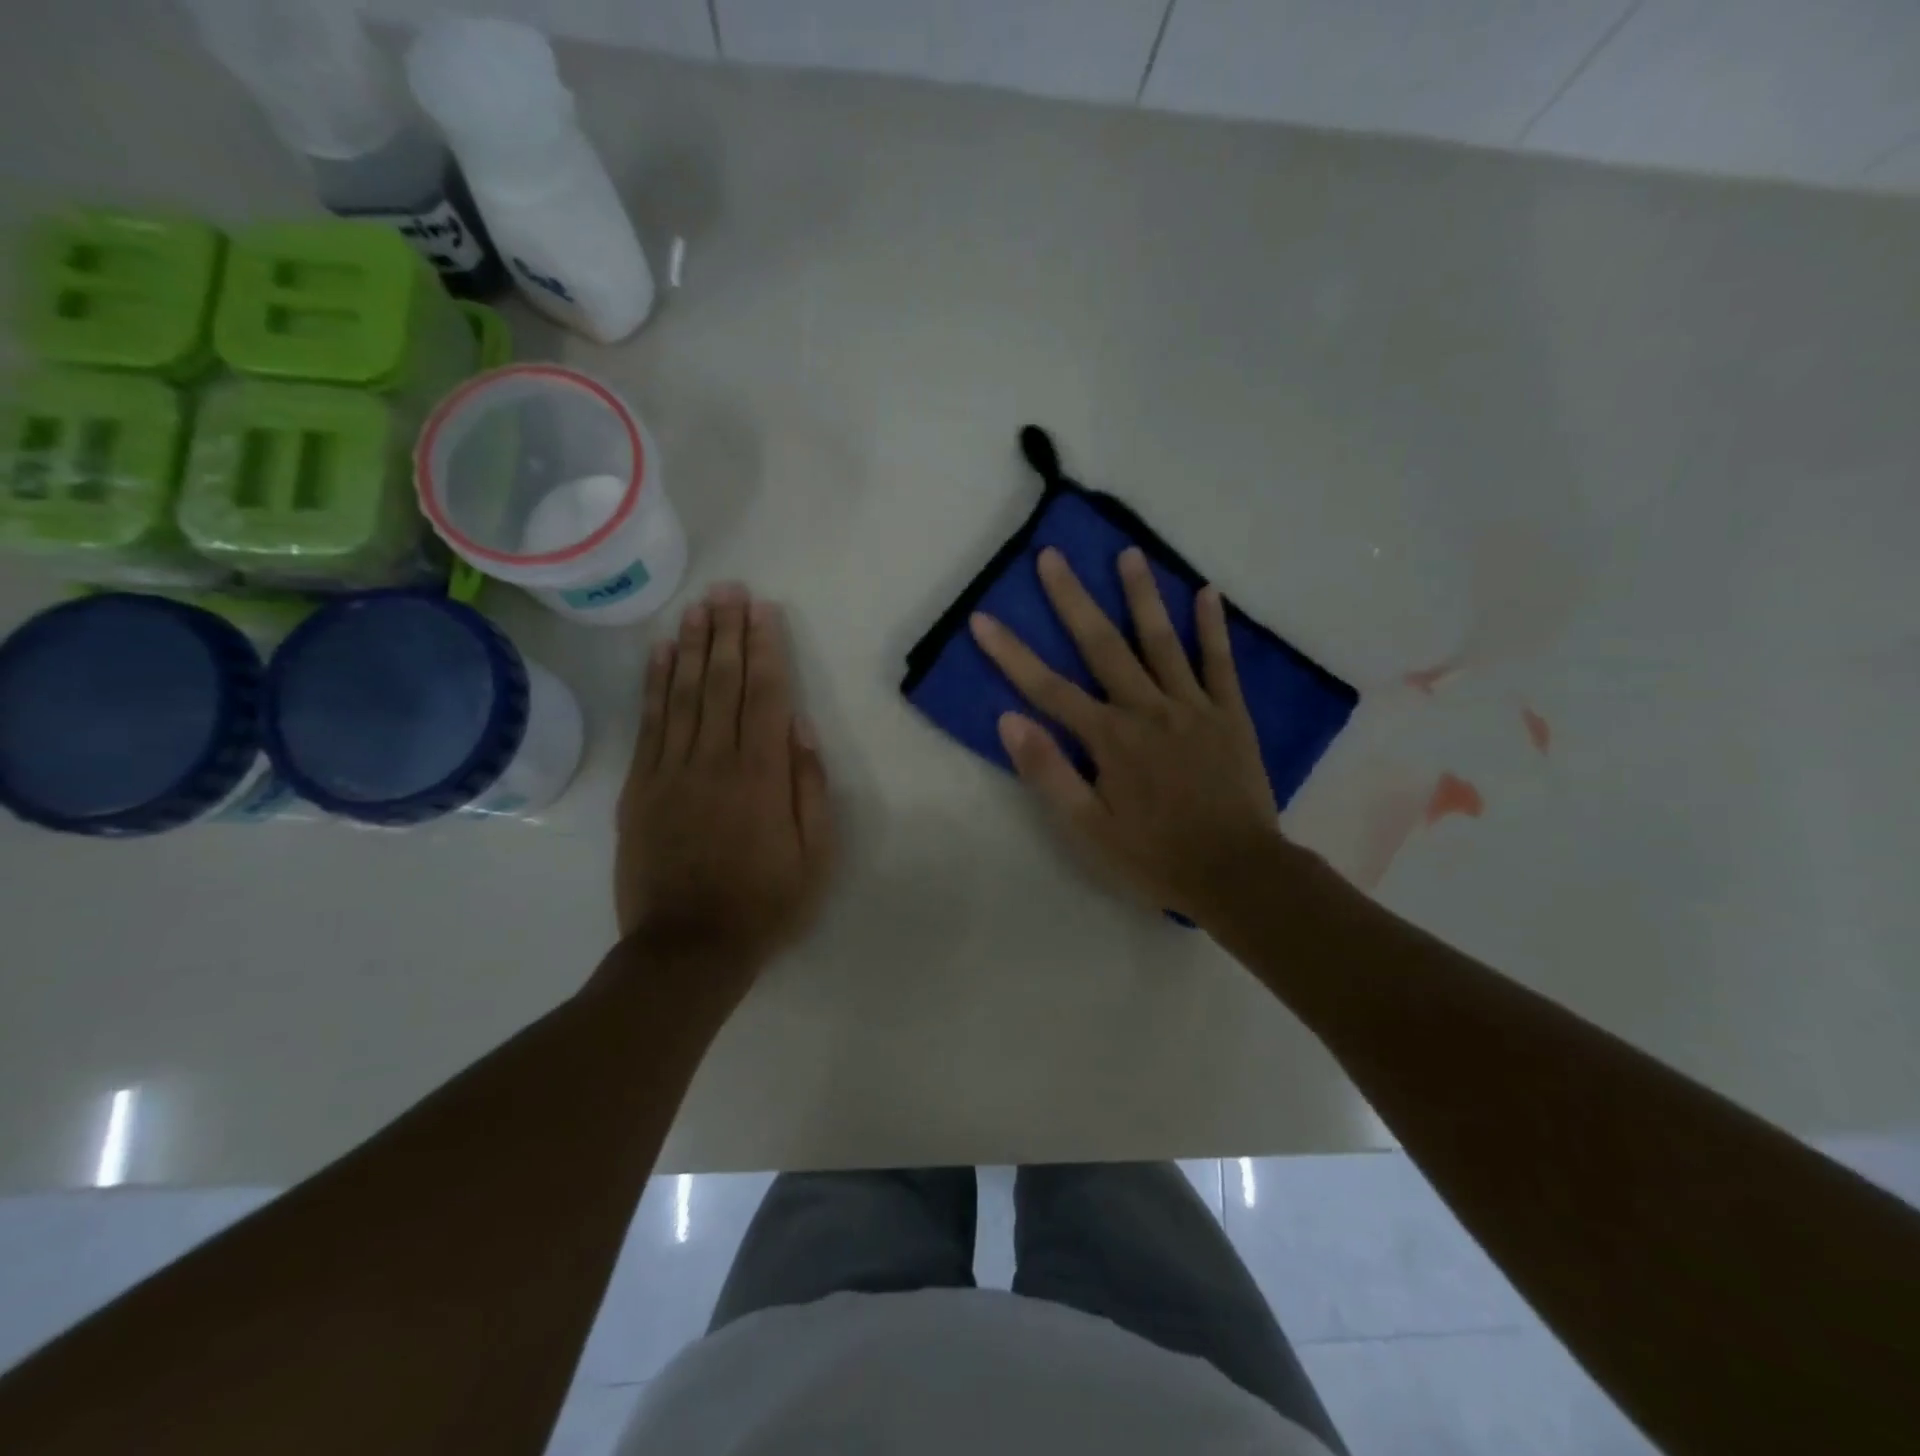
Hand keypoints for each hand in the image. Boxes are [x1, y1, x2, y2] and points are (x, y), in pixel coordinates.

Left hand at [615, 584, 835, 980]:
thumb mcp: (816, 857)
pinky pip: (649, 724)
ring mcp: (671, 771)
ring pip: (683, 694)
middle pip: (722, 683)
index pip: (766, 696)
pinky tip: (660, 653)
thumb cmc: (765, 904)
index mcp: (762, 776)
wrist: (688, 948)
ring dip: (692, 646)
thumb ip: (811, 789)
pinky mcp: (640, 788)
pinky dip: (654, 684)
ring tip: (698, 607)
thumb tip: (803, 730)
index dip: (766, 650)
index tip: (763, 611)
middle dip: (728, 633)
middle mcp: (715, 761)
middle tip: (729, 590)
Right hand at [969, 547, 1279, 922]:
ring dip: (1142, 595)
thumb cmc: (1154, 857)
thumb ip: (1049, 772)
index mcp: (1109, 738)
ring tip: (1128, 553)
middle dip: (1072, 599)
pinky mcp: (1230, 715)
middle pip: (1102, 645)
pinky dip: (1213, 628)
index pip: (1047, 687)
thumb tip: (1009, 720)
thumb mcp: (1088, 829)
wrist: (1237, 874)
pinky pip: (1220, 663)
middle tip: (1052, 555)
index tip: (982, 618)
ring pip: (1162, 641)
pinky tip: (1207, 593)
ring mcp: (1193, 707)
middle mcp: (1147, 709)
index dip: (1011, 653)